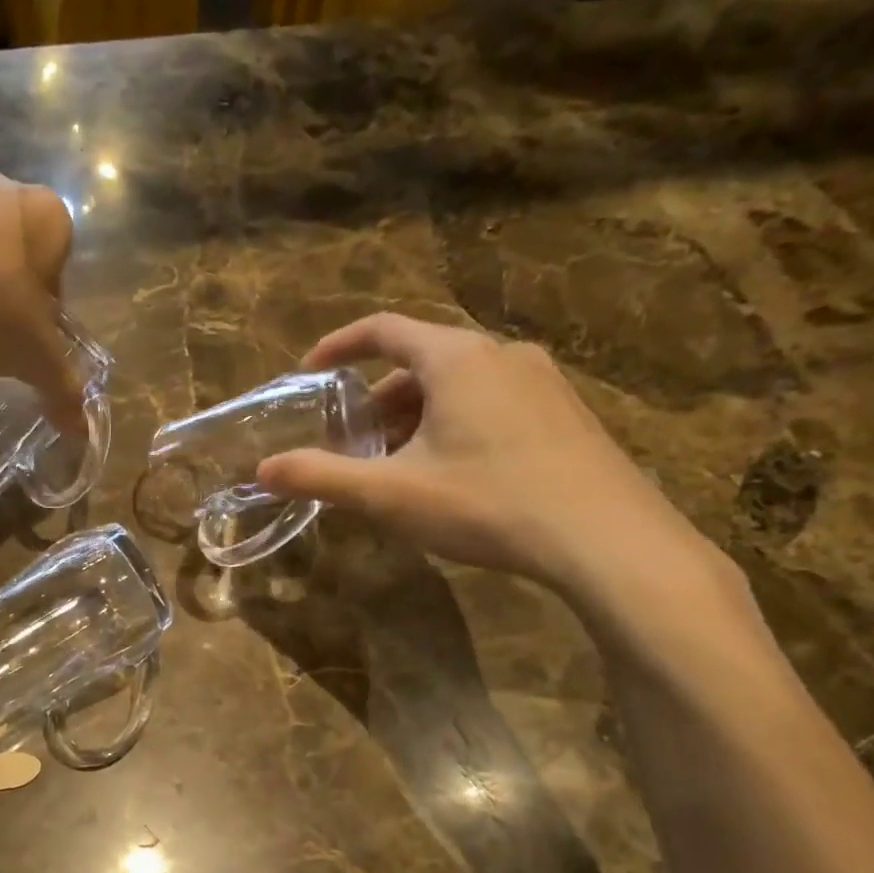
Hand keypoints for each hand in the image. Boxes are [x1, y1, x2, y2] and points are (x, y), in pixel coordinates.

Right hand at [256, 314, 723, 609]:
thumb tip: (263, 470)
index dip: (339, 346)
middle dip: (378, 398)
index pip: (384, 329)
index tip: (309, 371)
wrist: (610, 543)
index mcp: (457, 358)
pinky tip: (453, 475)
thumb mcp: (391, 494)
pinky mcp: (567, 415)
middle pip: (421, 360)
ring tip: (398, 464)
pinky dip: (455, 423)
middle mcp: (503, 354)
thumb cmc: (488, 503)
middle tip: (353, 441)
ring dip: (416, 415)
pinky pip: (493, 402)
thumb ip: (321, 477)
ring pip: (459, 384)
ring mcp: (544, 382)